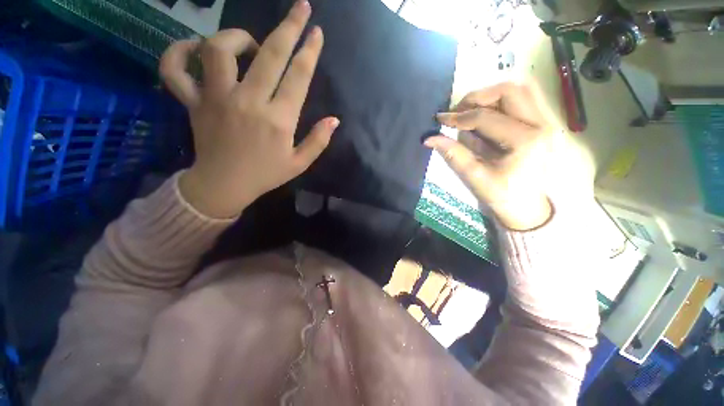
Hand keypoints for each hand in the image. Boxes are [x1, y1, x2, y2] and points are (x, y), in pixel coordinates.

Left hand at [159, 0, 338, 217]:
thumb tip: (335, 120)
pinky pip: (175, 70)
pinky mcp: (193, 103)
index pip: (299, 77)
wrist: (224, 186)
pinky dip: (178, 53)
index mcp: (278, 120)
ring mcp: (216, 99)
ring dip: (237, 37)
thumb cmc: (266, 175)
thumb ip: (319, 141)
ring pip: (219, 50)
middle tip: (301, 7)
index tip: (317, 32)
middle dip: (289, 26)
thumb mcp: (300, 164)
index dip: (310, 51)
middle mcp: (248, 102)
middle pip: (270, 54)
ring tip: (250, 45)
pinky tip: (194, 49)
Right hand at [425, 83, 552, 230]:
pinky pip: (524, 99)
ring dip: (491, 96)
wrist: (527, 207)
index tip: (440, 119)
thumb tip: (429, 139)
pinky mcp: (543, 123)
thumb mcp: (474, 176)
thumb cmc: (501, 195)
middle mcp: (541, 124)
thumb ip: (452, 154)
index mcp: (525, 141)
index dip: (459, 117)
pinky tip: (487, 113)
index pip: (485, 117)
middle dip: (477, 98)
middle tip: (457, 112)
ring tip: (470, 111)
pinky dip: (502, 100)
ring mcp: (546, 121)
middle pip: (509, 91)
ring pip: (519, 90)